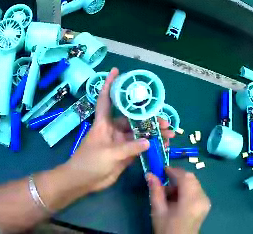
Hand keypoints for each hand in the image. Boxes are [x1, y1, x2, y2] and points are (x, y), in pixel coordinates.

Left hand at [66, 67, 175, 192]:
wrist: (83, 181)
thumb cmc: (90, 162)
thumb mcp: (109, 153)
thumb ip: (129, 148)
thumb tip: (149, 141)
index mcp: (104, 123)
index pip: (106, 99)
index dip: (110, 84)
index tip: (117, 70)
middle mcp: (113, 130)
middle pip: (132, 119)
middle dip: (148, 118)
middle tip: (165, 121)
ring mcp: (120, 143)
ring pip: (139, 134)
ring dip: (153, 133)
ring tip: (169, 134)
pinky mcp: (125, 155)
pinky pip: (140, 148)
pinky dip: (151, 146)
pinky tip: (162, 146)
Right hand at [148, 168, 210, 233]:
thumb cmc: (167, 228)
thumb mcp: (158, 211)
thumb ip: (155, 191)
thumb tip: (150, 174)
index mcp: (191, 200)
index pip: (185, 178)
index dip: (174, 171)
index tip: (162, 170)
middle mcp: (202, 197)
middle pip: (191, 179)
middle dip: (177, 177)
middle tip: (163, 182)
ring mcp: (206, 201)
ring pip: (194, 183)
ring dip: (181, 184)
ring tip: (168, 194)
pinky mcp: (206, 204)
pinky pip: (196, 190)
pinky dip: (186, 190)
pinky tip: (177, 199)